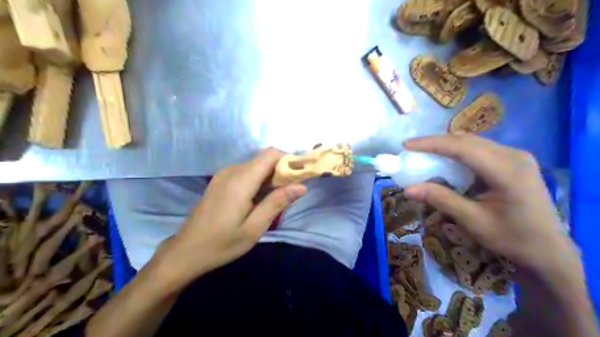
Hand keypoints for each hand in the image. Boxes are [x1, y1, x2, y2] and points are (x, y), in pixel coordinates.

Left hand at [155, 149, 304, 285]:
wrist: (186, 251)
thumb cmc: (222, 243)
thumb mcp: (254, 228)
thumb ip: (277, 203)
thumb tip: (301, 186)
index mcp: (241, 180)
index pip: (270, 154)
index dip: (288, 159)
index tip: (300, 176)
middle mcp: (232, 171)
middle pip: (264, 159)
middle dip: (282, 170)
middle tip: (291, 192)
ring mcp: (223, 175)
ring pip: (255, 165)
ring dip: (270, 176)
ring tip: (277, 199)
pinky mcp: (220, 181)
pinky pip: (245, 172)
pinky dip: (258, 180)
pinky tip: (259, 199)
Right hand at [400, 133, 578, 277]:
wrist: (548, 252)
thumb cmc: (511, 239)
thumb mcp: (473, 221)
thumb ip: (441, 199)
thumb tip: (408, 189)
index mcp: (507, 171)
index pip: (462, 147)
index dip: (431, 143)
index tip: (407, 145)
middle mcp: (514, 156)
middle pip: (467, 140)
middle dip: (436, 142)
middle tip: (412, 150)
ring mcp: (517, 156)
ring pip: (473, 142)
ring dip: (447, 146)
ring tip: (425, 154)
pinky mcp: (514, 161)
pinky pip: (480, 149)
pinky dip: (459, 153)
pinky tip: (448, 162)